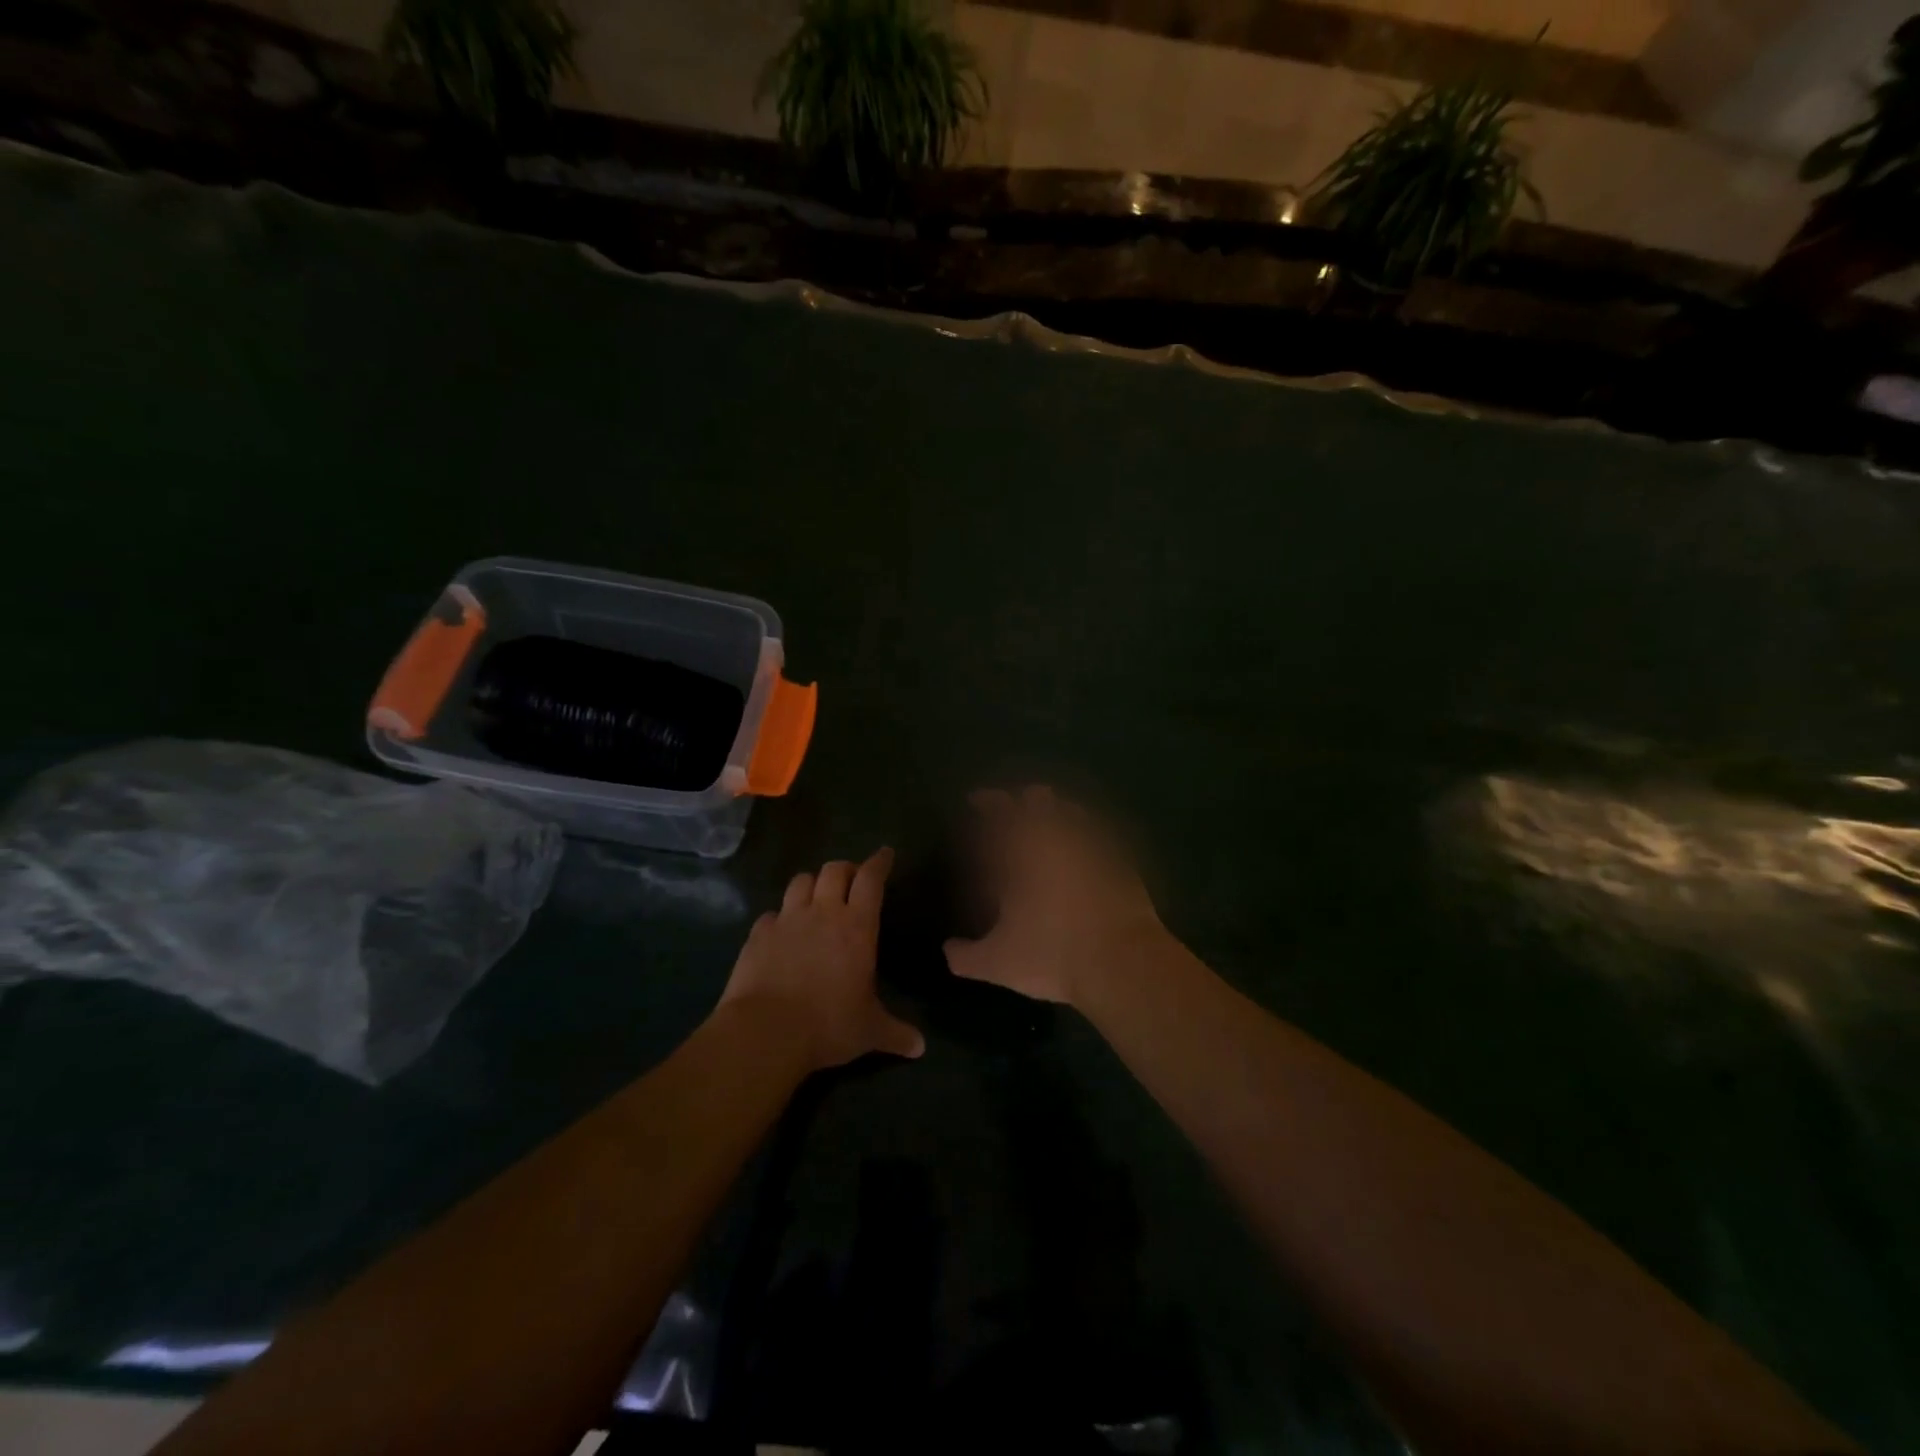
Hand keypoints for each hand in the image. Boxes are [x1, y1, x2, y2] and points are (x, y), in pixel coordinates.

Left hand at [719, 848, 924, 1072]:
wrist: (766, 1031)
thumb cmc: (828, 1025)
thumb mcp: (869, 1031)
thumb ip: (896, 1033)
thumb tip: (921, 1048)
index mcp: (857, 926)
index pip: (871, 879)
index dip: (879, 862)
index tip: (885, 853)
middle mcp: (823, 913)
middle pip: (834, 870)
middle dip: (846, 869)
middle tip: (851, 881)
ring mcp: (787, 920)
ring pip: (801, 881)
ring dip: (812, 884)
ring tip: (816, 897)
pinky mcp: (758, 934)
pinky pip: (771, 914)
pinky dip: (780, 917)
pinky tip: (781, 932)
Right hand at [943, 787, 1170, 1009]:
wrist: (1122, 963)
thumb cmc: (1052, 955)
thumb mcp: (998, 963)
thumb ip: (967, 956)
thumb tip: (948, 951)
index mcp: (1022, 850)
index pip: (999, 811)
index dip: (987, 801)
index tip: (977, 799)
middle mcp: (1058, 838)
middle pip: (1039, 799)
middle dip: (1025, 799)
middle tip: (1015, 807)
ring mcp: (1095, 847)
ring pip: (1073, 812)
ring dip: (1059, 812)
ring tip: (1052, 823)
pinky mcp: (1123, 863)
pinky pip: (1102, 837)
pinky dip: (1088, 838)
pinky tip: (1086, 853)